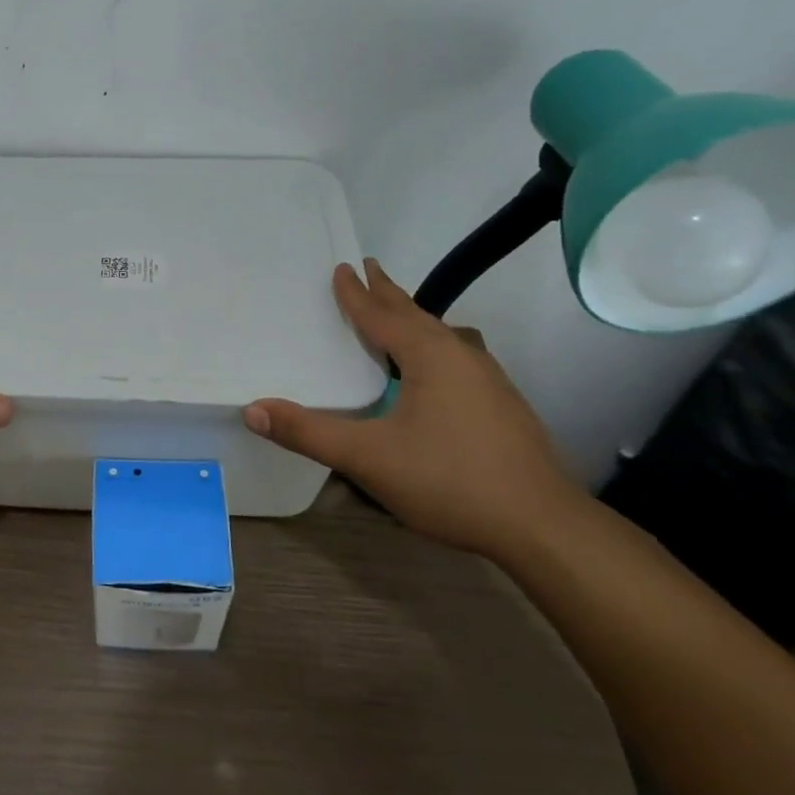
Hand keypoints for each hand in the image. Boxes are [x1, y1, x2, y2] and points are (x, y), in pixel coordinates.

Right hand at [244, 259, 584, 558]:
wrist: (542, 526)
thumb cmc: (450, 480)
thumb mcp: (368, 457)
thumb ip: (308, 433)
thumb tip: (252, 410)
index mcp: (430, 355)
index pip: (382, 315)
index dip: (357, 293)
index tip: (342, 268)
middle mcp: (461, 355)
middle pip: (416, 315)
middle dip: (389, 293)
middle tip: (369, 269)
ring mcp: (489, 380)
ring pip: (442, 335)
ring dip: (414, 319)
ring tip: (397, 315)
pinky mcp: (503, 405)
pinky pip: (457, 357)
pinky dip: (434, 347)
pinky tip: (436, 371)